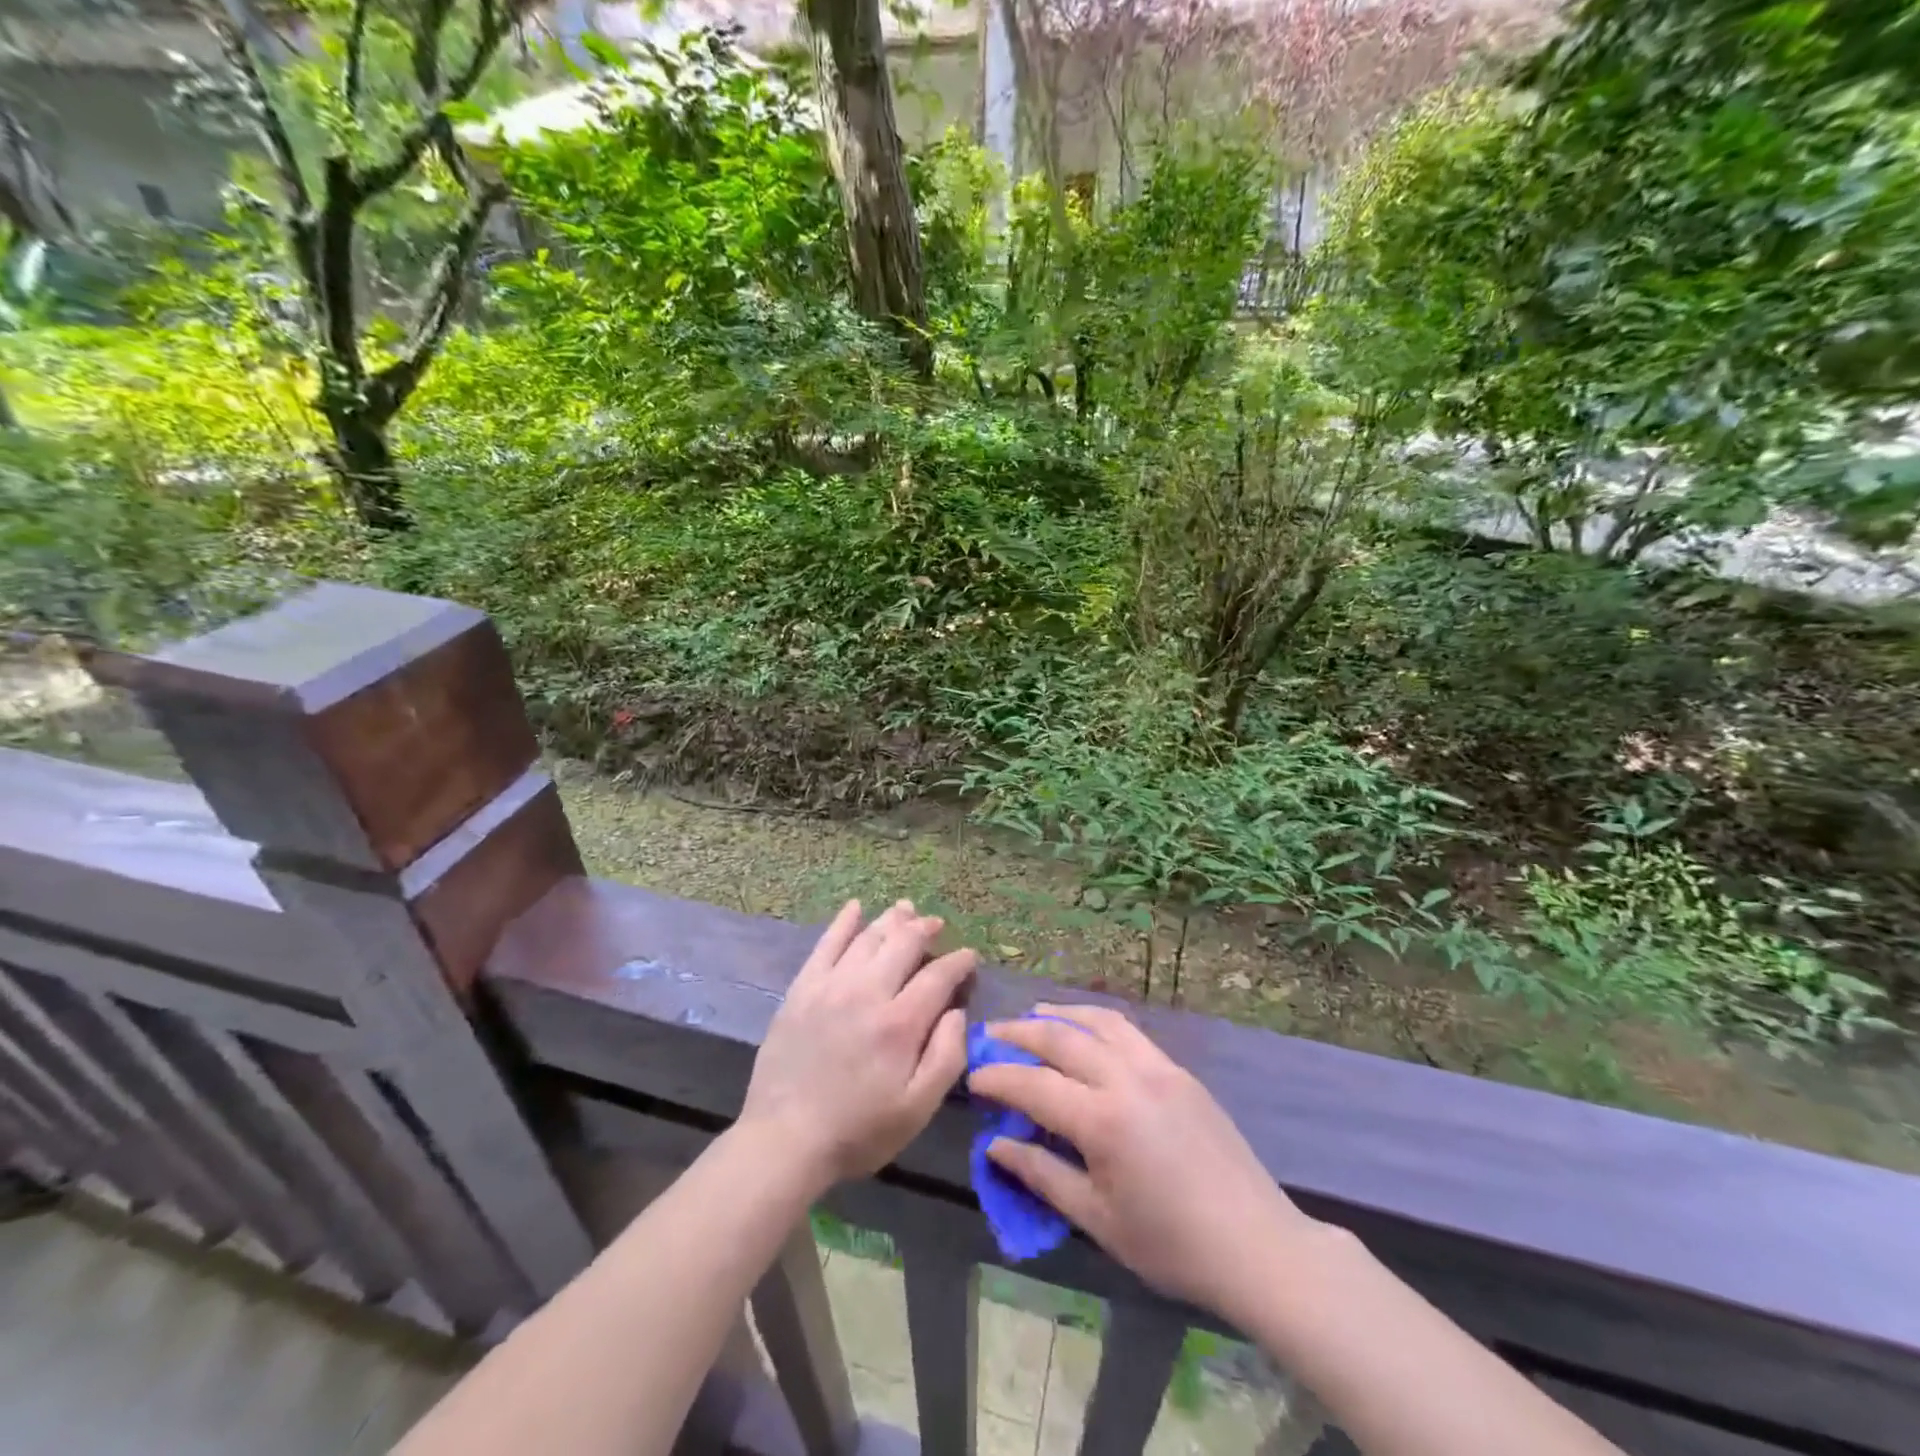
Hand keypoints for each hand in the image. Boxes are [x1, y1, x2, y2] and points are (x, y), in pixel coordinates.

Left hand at [740, 900, 974, 1189]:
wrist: (784, 1140)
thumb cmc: (859, 1130)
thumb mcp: (917, 1109)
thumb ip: (947, 1056)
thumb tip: (956, 1011)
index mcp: (900, 1023)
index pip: (938, 976)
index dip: (958, 962)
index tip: (969, 957)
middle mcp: (867, 991)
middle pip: (903, 944)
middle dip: (925, 929)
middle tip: (937, 925)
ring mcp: (831, 985)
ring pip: (868, 937)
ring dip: (891, 920)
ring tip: (906, 910)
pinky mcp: (803, 988)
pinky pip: (826, 943)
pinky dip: (843, 922)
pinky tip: (855, 907)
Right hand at [967, 1004, 1314, 1322]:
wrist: (1258, 1245)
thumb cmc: (1171, 1245)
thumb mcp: (1097, 1220)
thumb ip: (1042, 1175)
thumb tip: (995, 1145)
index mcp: (1103, 1120)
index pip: (1034, 1085)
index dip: (998, 1078)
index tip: (973, 1077)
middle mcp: (1127, 1079)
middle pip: (1061, 1038)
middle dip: (1020, 1033)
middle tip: (993, 1034)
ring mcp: (1158, 1067)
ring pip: (1098, 1021)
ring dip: (1060, 1014)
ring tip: (1034, 1016)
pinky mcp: (1179, 1071)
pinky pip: (1128, 1031)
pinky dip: (1096, 1021)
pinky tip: (1086, 1032)